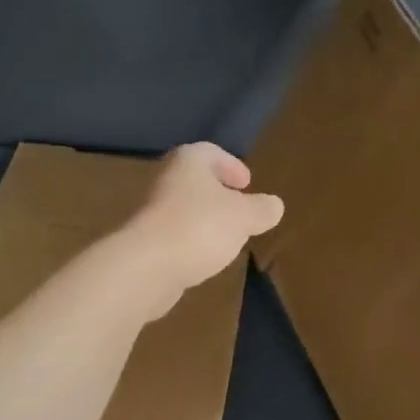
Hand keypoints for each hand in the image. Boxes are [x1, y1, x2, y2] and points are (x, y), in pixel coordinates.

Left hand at [120, 143, 283, 317]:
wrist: (147, 266)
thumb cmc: (200, 227)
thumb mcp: (244, 217)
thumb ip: (261, 209)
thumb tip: (274, 205)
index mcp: (189, 162)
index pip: (211, 152)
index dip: (231, 165)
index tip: (246, 183)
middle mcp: (166, 180)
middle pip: (196, 181)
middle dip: (218, 194)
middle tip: (240, 209)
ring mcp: (151, 212)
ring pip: (185, 208)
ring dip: (205, 219)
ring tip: (227, 237)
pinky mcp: (145, 242)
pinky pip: (175, 235)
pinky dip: (192, 241)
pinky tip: (205, 258)